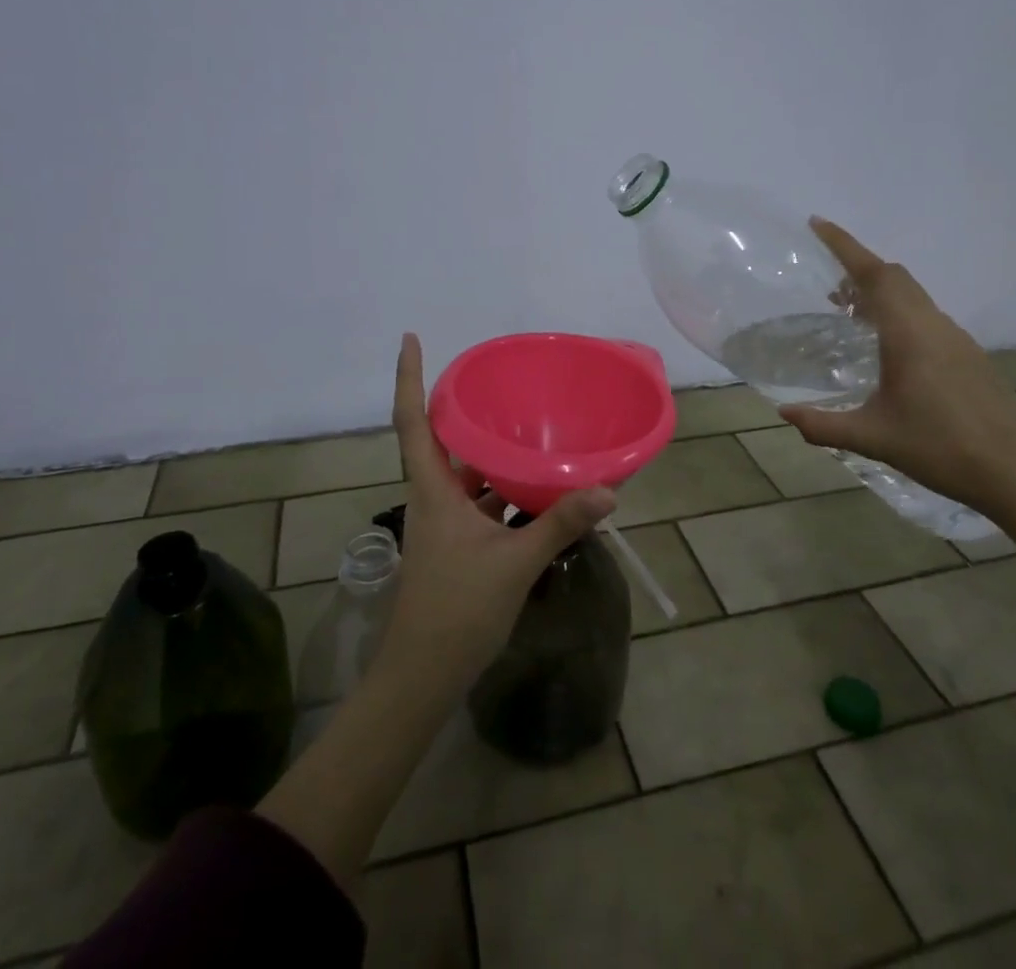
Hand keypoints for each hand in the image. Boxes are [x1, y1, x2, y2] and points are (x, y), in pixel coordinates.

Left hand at [380, 333, 616, 692]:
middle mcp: (432, 497)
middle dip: (459, 408)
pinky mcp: (456, 545)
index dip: (408, 377)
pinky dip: (501, 489)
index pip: (412, 420)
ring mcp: (443, 524)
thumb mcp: (514, 562)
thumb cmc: (457, 610)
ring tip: (523, 426)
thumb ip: (560, 523)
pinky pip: (479, 502)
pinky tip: (535, 488)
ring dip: (486, 451)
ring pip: (463, 473)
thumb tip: (607, 490)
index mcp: (432, 489)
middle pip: (438, 439)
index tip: (411, 338)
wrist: (423, 676)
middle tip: (494, 379)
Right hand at [779, 218, 1015, 513]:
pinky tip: (888, 348)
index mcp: (908, 333)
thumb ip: (823, 425)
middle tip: (828, 284)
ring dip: (881, 291)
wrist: (1013, 472)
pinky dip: (900, 311)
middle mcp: (933, 325)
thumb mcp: (872, 437)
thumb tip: (783, 413)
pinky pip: (926, 315)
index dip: (844, 245)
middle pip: (895, 276)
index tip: (817, 225)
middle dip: (859, 267)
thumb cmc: (939, 447)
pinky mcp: (968, 355)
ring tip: (851, 314)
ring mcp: (956, 338)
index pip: (873, 274)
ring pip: (913, 295)